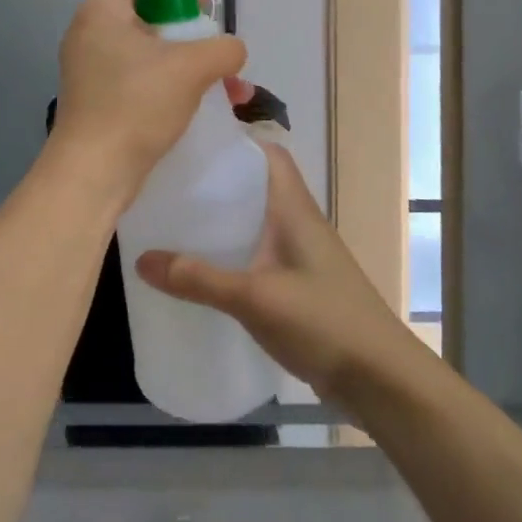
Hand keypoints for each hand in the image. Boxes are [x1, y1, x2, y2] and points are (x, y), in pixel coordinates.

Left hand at [49, 0, 245, 203]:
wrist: (94, 170)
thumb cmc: (137, 104)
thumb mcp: (192, 68)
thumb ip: (224, 48)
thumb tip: (231, 51)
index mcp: (102, 10)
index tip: (206, 0)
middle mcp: (90, 32)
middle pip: (147, 13)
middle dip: (189, 27)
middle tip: (217, 40)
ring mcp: (89, 67)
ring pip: (147, 50)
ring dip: (186, 61)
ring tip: (225, 84)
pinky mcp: (96, 97)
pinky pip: (137, 77)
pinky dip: (168, 83)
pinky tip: (199, 103)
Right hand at [135, 143, 413, 403]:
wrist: (380, 379)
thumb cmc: (324, 321)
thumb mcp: (255, 298)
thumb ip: (199, 279)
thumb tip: (141, 259)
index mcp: (294, 208)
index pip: (268, 154)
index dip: (235, 142)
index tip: (190, 143)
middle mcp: (298, 223)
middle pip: (254, 187)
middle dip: (215, 183)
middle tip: (168, 185)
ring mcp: (300, 256)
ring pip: (254, 222)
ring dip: (221, 220)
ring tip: (174, 222)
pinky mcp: (297, 285)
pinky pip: (257, 255)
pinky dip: (230, 254)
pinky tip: (202, 271)